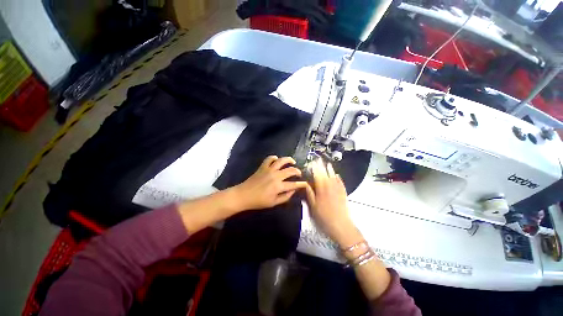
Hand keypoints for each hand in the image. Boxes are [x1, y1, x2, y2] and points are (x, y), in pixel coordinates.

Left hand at [233, 156, 307, 211]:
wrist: (244, 195)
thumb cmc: (259, 201)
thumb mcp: (273, 203)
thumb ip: (285, 197)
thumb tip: (293, 191)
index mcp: (279, 186)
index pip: (294, 184)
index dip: (301, 184)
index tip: (306, 183)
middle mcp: (276, 176)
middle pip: (290, 170)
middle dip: (297, 171)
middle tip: (299, 173)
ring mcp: (269, 169)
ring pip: (281, 161)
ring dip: (288, 160)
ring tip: (292, 161)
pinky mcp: (263, 167)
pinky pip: (269, 159)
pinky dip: (274, 158)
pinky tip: (277, 160)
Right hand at [305, 159, 360, 247]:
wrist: (341, 226)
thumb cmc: (324, 217)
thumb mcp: (313, 206)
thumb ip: (310, 194)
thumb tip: (306, 184)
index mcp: (321, 189)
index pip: (317, 176)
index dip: (315, 168)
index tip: (312, 162)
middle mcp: (330, 187)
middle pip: (325, 174)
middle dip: (322, 166)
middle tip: (319, 160)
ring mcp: (338, 189)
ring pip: (333, 177)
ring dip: (330, 169)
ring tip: (328, 163)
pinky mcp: (343, 193)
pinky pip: (341, 183)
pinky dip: (338, 178)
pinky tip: (337, 175)